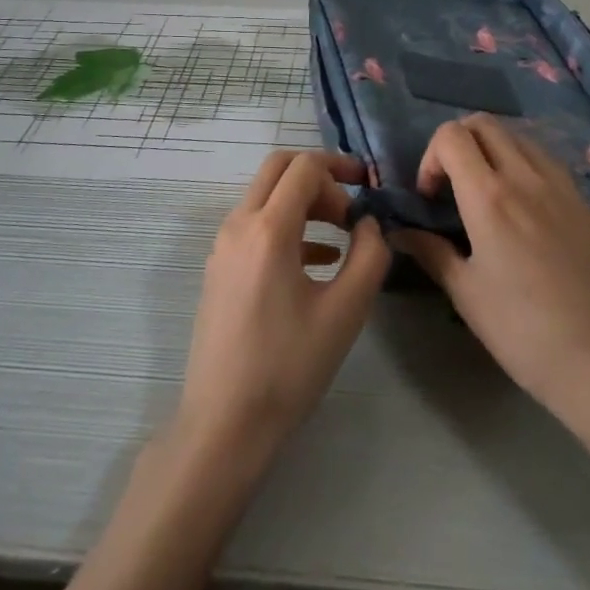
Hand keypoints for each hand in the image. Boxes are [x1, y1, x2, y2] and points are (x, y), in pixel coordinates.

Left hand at [174, 151, 389, 470]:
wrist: (224, 422)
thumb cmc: (289, 366)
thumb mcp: (345, 311)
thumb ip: (369, 255)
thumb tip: (369, 223)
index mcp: (268, 229)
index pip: (304, 167)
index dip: (340, 168)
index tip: (369, 189)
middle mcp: (238, 225)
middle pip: (278, 168)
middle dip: (319, 176)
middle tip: (352, 203)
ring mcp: (223, 247)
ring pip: (265, 196)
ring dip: (303, 201)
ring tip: (342, 234)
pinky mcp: (219, 268)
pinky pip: (255, 226)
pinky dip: (287, 225)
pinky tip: (318, 260)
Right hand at [390, 116, 589, 433]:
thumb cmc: (523, 331)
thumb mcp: (466, 293)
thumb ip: (430, 251)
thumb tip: (400, 232)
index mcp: (490, 197)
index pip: (452, 136)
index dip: (431, 157)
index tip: (431, 197)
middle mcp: (526, 178)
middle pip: (485, 123)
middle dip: (458, 142)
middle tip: (452, 185)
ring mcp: (561, 187)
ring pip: (518, 136)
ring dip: (491, 149)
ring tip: (486, 193)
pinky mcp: (583, 203)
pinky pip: (546, 160)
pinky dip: (522, 163)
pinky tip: (521, 207)